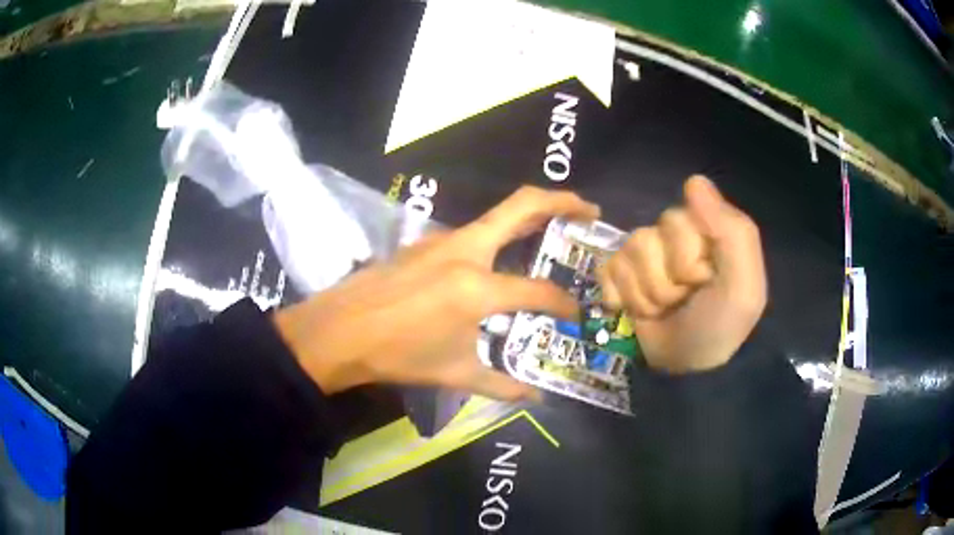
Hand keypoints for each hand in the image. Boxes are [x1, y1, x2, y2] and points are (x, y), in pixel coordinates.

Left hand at [274, 186, 599, 399]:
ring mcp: (443, 240)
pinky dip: (499, 236)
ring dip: (530, 216)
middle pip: (523, 206)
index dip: (564, 303)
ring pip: (497, 214)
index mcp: (478, 287)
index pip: (539, 290)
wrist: (339, 332)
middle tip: (590, 211)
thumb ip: (502, 386)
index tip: (575, 313)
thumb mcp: (455, 374)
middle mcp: (466, 251)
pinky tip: (500, 258)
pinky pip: (474, 231)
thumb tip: (535, 397)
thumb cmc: (398, 355)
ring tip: (555, 229)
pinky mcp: (426, 242)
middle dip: (563, 201)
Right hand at [598, 176, 766, 372]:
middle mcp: (674, 238)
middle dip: (664, 281)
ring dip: (645, 295)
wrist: (688, 371)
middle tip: (683, 301)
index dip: (686, 258)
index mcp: (705, 230)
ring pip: (627, 255)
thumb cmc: (721, 325)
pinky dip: (621, 297)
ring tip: (664, 311)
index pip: (676, 220)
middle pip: (647, 238)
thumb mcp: (743, 283)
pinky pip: (607, 269)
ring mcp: (645, 257)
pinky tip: (635, 312)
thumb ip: (731, 230)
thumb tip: (693, 180)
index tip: (704, 282)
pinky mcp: (622, 277)